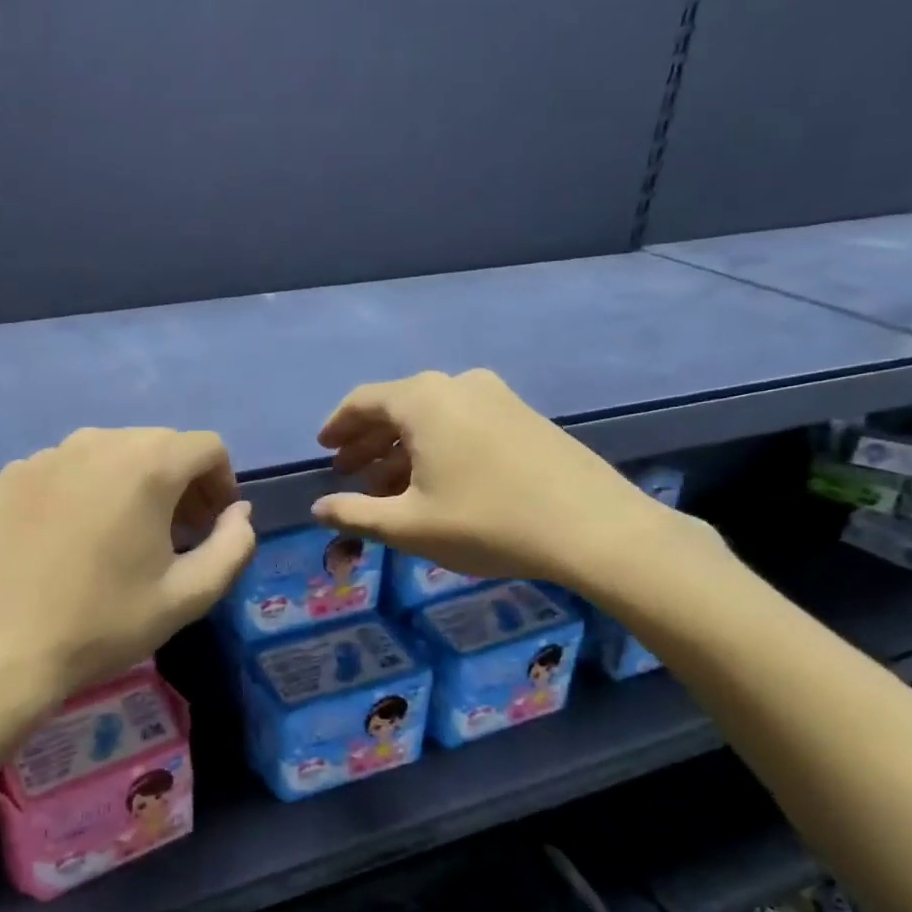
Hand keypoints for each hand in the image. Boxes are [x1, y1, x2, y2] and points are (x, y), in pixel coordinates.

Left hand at [0, 428, 255, 710]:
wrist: (3, 649)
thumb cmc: (105, 622)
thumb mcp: (189, 594)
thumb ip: (234, 546)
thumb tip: (239, 513)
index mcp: (147, 464)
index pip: (207, 447)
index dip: (222, 484)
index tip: (212, 527)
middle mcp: (98, 442)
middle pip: (161, 444)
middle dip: (182, 482)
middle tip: (177, 535)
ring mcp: (50, 454)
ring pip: (114, 451)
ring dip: (136, 481)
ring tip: (127, 534)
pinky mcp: (15, 473)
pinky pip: (71, 466)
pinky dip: (90, 487)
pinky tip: (77, 535)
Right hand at [312, 369, 679, 593]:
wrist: (593, 528)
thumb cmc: (486, 522)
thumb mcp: (408, 526)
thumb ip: (355, 514)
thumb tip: (319, 509)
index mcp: (422, 400)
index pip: (362, 401)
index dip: (337, 426)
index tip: (323, 450)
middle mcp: (456, 384)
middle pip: (396, 406)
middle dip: (367, 441)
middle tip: (347, 472)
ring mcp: (495, 395)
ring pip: (431, 416)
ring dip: (401, 447)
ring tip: (386, 485)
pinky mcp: (522, 415)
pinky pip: (462, 421)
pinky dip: (436, 446)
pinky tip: (434, 481)